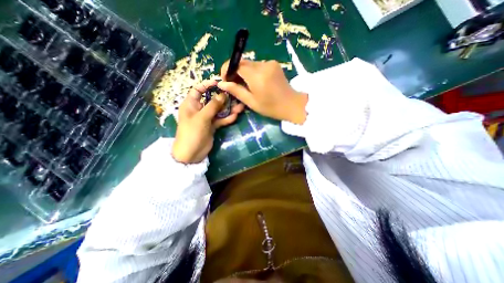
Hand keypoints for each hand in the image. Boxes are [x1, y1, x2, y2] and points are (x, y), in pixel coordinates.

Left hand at [173, 79, 245, 163]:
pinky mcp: (212, 126)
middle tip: (235, 96)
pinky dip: (227, 118)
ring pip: (219, 110)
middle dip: (223, 98)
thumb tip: (223, 94)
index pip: (198, 90)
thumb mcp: (202, 117)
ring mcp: (207, 118)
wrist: (191, 154)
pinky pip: (221, 120)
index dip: (207, 85)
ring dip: (228, 109)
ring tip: (240, 107)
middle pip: (212, 100)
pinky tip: (235, 116)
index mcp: (191, 104)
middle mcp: (199, 109)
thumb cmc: (192, 133)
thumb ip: (213, 106)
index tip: (219, 83)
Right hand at [220, 60, 308, 123]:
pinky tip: (256, 82)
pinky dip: (253, 72)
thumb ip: (236, 91)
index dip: (227, 69)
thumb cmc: (271, 107)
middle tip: (234, 85)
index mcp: (257, 76)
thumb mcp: (251, 102)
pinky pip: (258, 65)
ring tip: (245, 86)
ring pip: (250, 64)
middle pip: (243, 63)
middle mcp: (263, 65)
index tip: (225, 80)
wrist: (291, 104)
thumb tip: (221, 84)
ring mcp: (270, 63)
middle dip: (235, 72)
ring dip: (244, 72)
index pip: (235, 63)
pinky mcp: (274, 64)